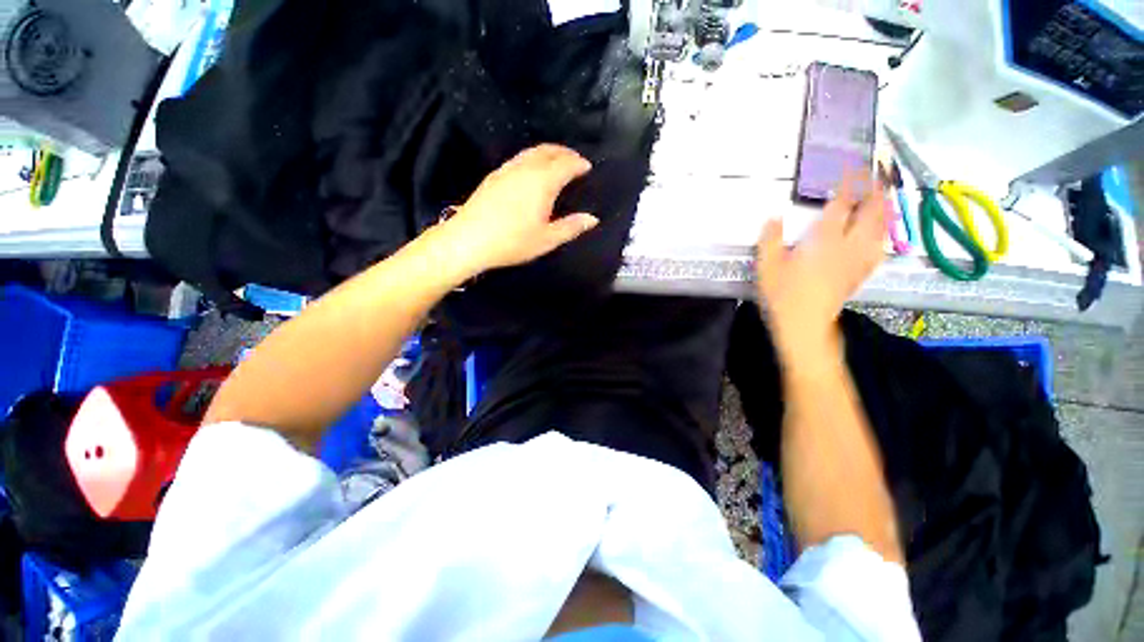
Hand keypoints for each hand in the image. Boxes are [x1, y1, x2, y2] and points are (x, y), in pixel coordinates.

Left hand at [441, 144, 598, 275]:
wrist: (468, 240)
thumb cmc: (512, 242)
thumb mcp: (547, 239)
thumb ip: (571, 227)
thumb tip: (592, 219)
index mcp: (542, 182)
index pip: (566, 164)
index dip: (579, 163)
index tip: (588, 167)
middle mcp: (525, 169)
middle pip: (548, 151)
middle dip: (565, 152)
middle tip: (575, 160)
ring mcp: (507, 170)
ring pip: (531, 152)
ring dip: (548, 152)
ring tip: (557, 162)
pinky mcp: (494, 176)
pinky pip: (519, 158)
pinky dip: (533, 158)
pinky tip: (532, 171)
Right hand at [756, 174, 888, 359]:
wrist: (804, 324)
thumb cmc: (783, 295)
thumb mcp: (767, 266)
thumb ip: (770, 240)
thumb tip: (773, 217)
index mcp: (823, 241)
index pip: (841, 205)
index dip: (849, 183)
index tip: (854, 166)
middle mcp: (847, 246)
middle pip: (870, 213)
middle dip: (876, 191)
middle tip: (879, 173)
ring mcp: (857, 261)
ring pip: (880, 229)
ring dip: (885, 209)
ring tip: (887, 195)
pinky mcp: (859, 274)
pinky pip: (878, 249)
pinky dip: (883, 236)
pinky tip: (883, 233)